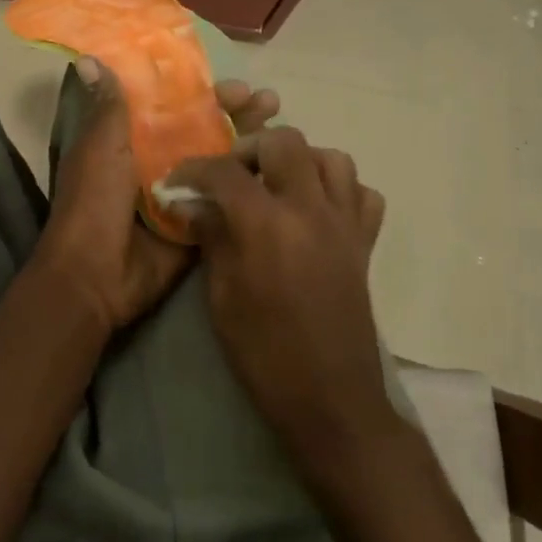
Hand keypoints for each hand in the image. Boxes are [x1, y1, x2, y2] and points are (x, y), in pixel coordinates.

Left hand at [34, 60, 279, 335]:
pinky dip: (252, 183)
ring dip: (251, 141)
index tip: (233, 83)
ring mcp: (184, 193)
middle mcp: (161, 161)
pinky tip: (280, 168)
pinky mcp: (199, 222)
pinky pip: (230, 198)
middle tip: (268, 102)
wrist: (97, 275)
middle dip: (238, 113)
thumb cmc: (94, 203)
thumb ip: (106, 107)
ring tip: (282, 126)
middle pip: (208, 129)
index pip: (177, 105)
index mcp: (134, 140)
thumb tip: (85, 58)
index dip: (205, 92)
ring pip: (224, 160)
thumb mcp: (99, 148)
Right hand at [166, 127, 391, 457]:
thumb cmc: (264, 353)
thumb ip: (212, 239)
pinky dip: (341, 190)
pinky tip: (317, 210)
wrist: (330, 398)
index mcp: (267, 225)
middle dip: (250, 148)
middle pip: (285, 142)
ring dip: (300, 161)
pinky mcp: (365, 244)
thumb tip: (193, 204)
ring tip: (276, 186)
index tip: (177, 181)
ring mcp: (345, 224)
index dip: (194, 169)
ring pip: (333, 159)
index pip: (225, 172)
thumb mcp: (222, 297)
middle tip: (231, 176)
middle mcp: (311, 210)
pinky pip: (363, 195)